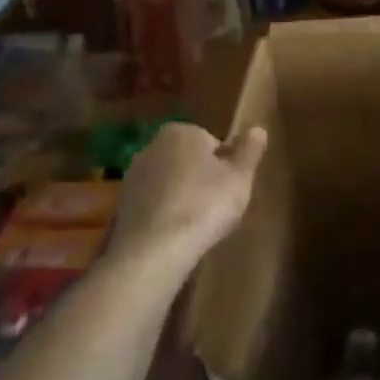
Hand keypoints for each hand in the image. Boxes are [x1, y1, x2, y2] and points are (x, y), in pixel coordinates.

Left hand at [107, 123, 265, 275]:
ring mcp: (133, 176)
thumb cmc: (204, 205)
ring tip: (197, 226)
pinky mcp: (122, 206)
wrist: (153, 251)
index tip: (231, 189)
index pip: (213, 143)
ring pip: (170, 183)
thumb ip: (250, 150)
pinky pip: (154, 205)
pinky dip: (165, 216)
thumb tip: (257, 128)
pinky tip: (175, 237)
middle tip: (218, 207)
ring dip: (182, 198)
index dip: (226, 166)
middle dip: (202, 179)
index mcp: (182, 132)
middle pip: (189, 161)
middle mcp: (152, 146)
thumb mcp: (240, 177)